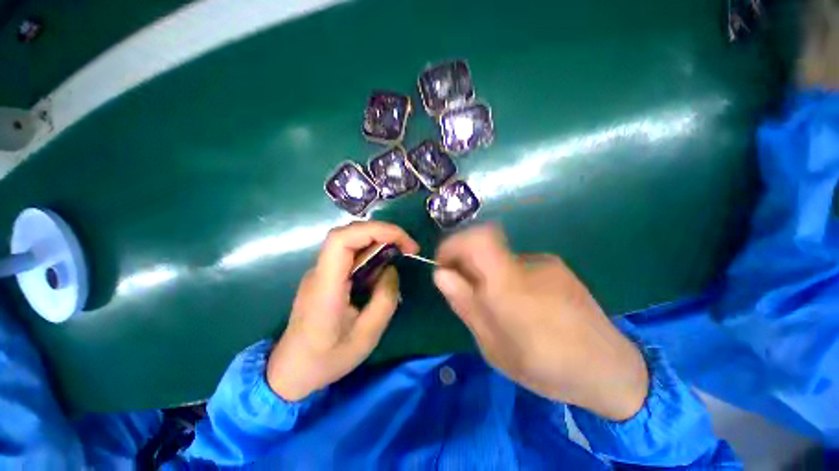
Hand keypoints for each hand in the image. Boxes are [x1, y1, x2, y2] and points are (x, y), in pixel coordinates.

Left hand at [267, 221, 418, 400]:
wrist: (290, 371)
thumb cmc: (327, 359)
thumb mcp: (367, 336)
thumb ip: (385, 299)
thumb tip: (391, 269)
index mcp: (326, 286)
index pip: (341, 240)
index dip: (374, 230)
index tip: (402, 241)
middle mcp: (320, 272)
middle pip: (348, 233)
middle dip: (382, 233)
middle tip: (408, 247)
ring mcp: (320, 272)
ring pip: (350, 241)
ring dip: (378, 241)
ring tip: (401, 254)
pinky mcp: (326, 276)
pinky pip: (350, 254)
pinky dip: (371, 252)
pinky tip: (383, 267)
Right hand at [433, 224, 647, 420]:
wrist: (611, 368)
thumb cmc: (547, 367)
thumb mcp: (493, 346)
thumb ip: (466, 305)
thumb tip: (441, 274)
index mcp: (510, 287)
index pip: (477, 239)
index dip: (453, 244)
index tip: (444, 263)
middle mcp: (527, 265)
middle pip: (483, 246)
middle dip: (465, 264)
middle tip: (467, 293)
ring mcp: (544, 262)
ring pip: (498, 258)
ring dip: (487, 275)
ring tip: (500, 307)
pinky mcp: (556, 265)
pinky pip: (517, 264)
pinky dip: (506, 277)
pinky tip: (523, 304)